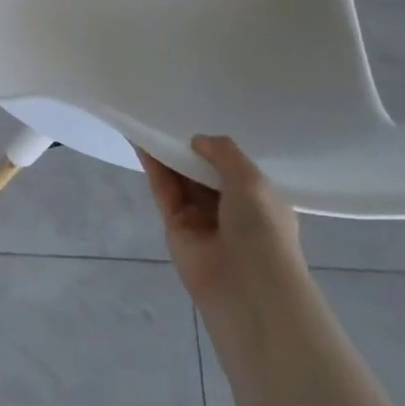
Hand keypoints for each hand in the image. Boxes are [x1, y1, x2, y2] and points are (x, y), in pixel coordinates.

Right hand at [139, 135, 301, 309]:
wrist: (246, 287)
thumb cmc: (262, 229)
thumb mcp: (251, 180)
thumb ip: (224, 152)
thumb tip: (197, 140)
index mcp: (260, 202)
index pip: (236, 170)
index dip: (217, 149)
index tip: (200, 123)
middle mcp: (231, 211)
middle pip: (204, 173)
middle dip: (189, 150)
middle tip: (169, 117)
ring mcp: (202, 220)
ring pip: (181, 180)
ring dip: (167, 154)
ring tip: (149, 122)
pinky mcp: (175, 228)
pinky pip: (164, 191)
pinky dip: (154, 168)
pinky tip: (142, 142)